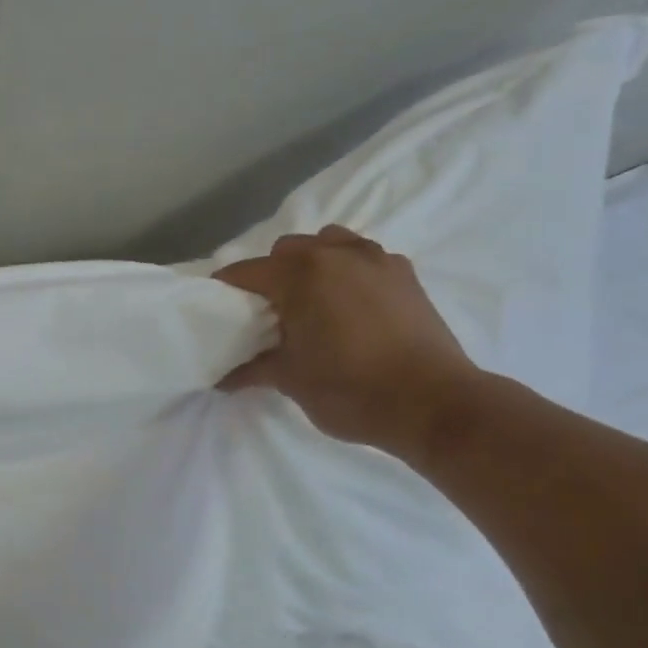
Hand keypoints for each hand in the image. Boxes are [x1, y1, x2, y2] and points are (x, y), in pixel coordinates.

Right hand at [215, 225, 481, 459]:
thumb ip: (252, 369)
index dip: (225, 289)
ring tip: (311, 301)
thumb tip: (221, 379)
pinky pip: (364, 256)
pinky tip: (350, 305)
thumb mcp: (291, 380)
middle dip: (270, 274)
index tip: (214, 308)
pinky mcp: (404, 274)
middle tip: (266, 313)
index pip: (247, 272)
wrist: (433, 404)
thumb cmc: (350, 390)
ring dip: (311, 263)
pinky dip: (347, 271)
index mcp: (301, 275)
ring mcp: (376, 259)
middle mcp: (336, 254)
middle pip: (286, 250)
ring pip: (328, 243)